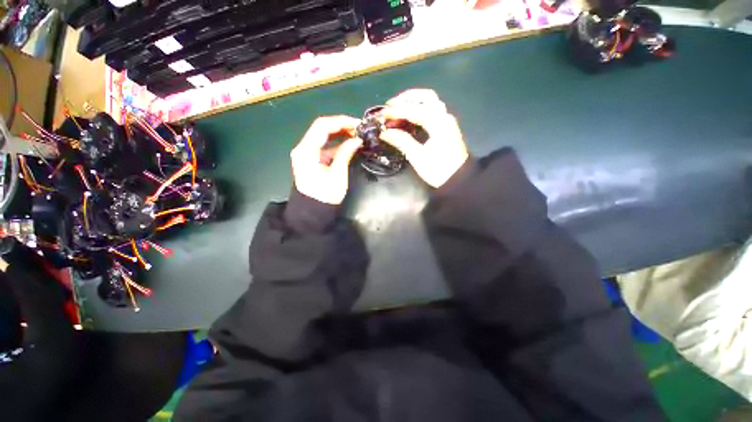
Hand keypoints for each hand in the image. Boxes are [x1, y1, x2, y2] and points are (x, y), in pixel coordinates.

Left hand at [291, 116, 362, 204]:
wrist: (313, 212)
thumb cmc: (325, 195)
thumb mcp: (337, 174)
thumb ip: (346, 153)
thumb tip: (357, 139)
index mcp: (306, 150)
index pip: (322, 126)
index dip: (341, 121)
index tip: (357, 124)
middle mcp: (303, 148)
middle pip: (321, 129)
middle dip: (341, 126)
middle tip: (359, 129)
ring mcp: (306, 153)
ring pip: (323, 137)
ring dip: (339, 134)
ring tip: (356, 135)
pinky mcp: (311, 160)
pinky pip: (324, 147)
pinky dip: (336, 145)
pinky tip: (349, 145)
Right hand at [380, 89, 468, 187]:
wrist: (458, 180)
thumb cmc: (438, 170)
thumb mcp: (418, 157)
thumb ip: (401, 141)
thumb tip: (384, 133)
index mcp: (438, 124)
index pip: (415, 110)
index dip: (397, 111)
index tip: (382, 114)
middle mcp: (444, 117)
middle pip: (426, 97)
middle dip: (406, 98)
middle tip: (390, 105)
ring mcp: (446, 121)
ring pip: (431, 102)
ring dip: (414, 101)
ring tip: (398, 107)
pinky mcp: (446, 127)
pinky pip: (432, 110)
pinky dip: (419, 109)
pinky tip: (410, 116)